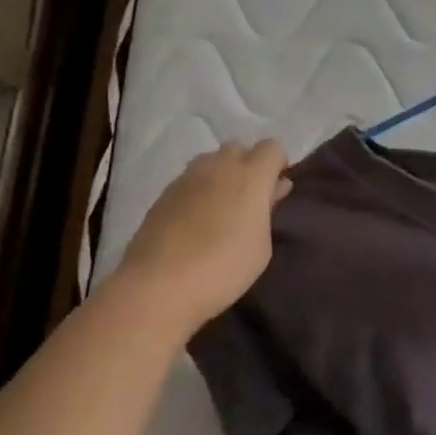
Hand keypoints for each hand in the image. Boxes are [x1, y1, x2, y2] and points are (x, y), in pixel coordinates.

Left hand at [108, 141, 290, 329]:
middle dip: (248, 165)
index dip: (278, 165)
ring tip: (220, 209)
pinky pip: (189, 180)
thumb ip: (269, 210)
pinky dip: (198, 191)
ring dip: (221, 175)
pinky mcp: (163, 194)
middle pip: (239, 148)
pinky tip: (195, 222)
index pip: (272, 147)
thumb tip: (274, 189)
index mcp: (250, 175)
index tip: (276, 191)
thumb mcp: (261, 246)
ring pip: (211, 161)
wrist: (158, 287)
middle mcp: (219, 167)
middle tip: (249, 200)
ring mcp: (187, 178)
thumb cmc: (223, 268)